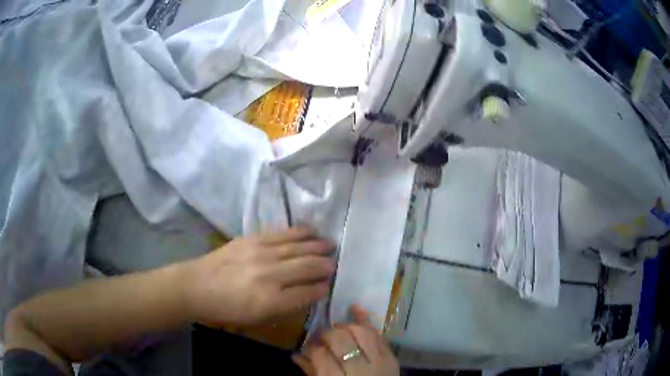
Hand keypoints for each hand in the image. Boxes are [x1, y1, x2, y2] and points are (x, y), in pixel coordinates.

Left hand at [182, 226, 334, 324]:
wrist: (197, 286)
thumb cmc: (227, 310)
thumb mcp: (258, 319)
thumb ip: (286, 307)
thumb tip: (308, 293)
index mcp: (271, 301)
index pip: (307, 292)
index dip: (322, 288)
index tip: (328, 286)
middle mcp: (270, 275)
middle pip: (307, 267)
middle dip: (325, 266)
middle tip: (334, 265)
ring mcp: (261, 253)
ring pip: (299, 247)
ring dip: (318, 246)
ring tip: (330, 245)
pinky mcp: (253, 238)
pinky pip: (283, 233)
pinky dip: (300, 232)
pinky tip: (311, 231)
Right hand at [293, 306, 399, 375]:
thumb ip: (312, 372)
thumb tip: (296, 354)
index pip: (322, 355)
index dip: (313, 347)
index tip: (310, 345)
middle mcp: (360, 370)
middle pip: (341, 341)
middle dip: (328, 334)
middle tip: (321, 336)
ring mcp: (380, 362)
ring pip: (362, 333)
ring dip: (347, 326)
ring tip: (338, 329)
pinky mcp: (391, 357)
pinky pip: (379, 335)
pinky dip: (367, 321)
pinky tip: (355, 309)